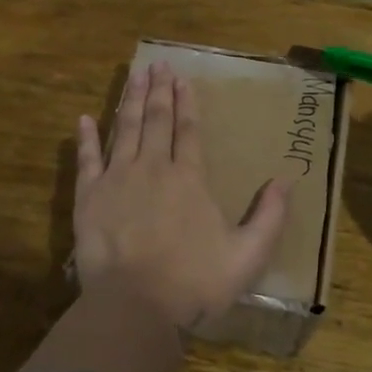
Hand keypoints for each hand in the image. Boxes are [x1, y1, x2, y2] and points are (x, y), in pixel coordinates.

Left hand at [74, 62, 289, 329]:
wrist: (135, 306)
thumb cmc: (194, 282)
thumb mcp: (247, 256)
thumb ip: (270, 217)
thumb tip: (286, 181)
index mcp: (189, 179)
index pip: (189, 130)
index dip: (186, 102)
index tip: (182, 78)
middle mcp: (153, 168)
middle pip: (155, 120)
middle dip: (158, 90)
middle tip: (157, 64)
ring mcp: (117, 180)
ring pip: (124, 129)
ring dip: (128, 100)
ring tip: (133, 75)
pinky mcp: (89, 198)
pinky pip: (87, 160)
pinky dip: (86, 138)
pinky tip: (85, 118)